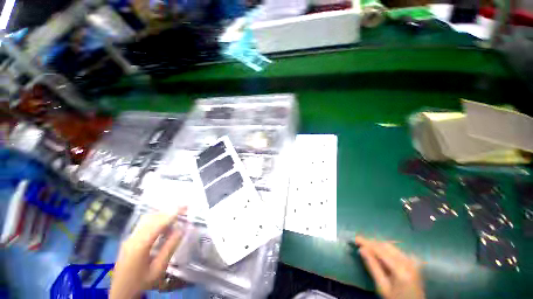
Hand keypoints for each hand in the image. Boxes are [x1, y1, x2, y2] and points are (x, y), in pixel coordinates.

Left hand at [110, 209, 185, 298]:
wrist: (121, 293)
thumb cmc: (142, 282)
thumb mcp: (158, 269)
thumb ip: (170, 248)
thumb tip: (181, 230)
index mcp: (140, 246)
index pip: (158, 224)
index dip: (172, 214)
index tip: (185, 207)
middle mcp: (133, 238)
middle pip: (152, 218)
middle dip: (169, 212)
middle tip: (183, 210)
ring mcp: (129, 238)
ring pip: (147, 219)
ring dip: (162, 216)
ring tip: (175, 219)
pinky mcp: (129, 240)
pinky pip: (144, 224)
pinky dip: (156, 220)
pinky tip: (163, 226)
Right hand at [354, 236, 424, 298]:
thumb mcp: (382, 287)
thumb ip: (373, 267)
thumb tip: (361, 249)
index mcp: (401, 269)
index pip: (381, 250)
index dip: (367, 243)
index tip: (355, 238)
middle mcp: (408, 261)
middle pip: (386, 246)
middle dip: (372, 243)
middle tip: (359, 242)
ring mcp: (412, 261)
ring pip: (391, 246)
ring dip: (378, 245)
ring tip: (367, 246)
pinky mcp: (413, 262)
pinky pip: (396, 250)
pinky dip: (386, 249)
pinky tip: (379, 252)